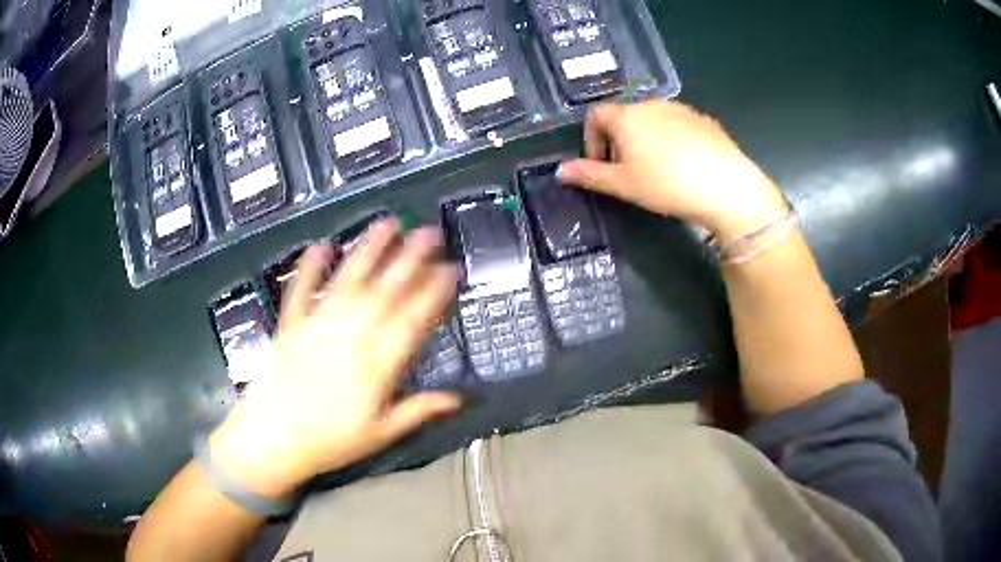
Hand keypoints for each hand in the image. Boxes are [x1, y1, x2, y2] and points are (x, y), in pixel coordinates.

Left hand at [208, 219, 461, 498]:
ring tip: (386, 224)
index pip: (413, 319)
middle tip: (428, 232)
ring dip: (369, 251)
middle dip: (410, 259)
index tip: (451, 268)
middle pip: (384, 291)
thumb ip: (420, 410)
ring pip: (348, 281)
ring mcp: (317, 325)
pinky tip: (321, 245)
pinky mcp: (290, 325)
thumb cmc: (330, 441)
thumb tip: (460, 398)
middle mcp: (349, 335)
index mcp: (376, 363)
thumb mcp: (382, 433)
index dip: (435, 291)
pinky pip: (301, 291)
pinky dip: (310, 267)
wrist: (272, 440)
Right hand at [557, 100, 787, 243]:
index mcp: (627, 116)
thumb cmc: (666, 184)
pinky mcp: (705, 120)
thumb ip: (589, 175)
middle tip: (628, 172)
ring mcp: (682, 109)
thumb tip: (560, 171)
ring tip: (657, 170)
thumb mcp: (623, 185)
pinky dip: (672, 140)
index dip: (591, 140)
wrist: (725, 186)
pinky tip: (684, 165)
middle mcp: (652, 104)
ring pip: (653, 120)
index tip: (600, 166)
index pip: (596, 116)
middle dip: (619, 142)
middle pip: (625, 117)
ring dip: (645, 140)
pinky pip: (679, 125)